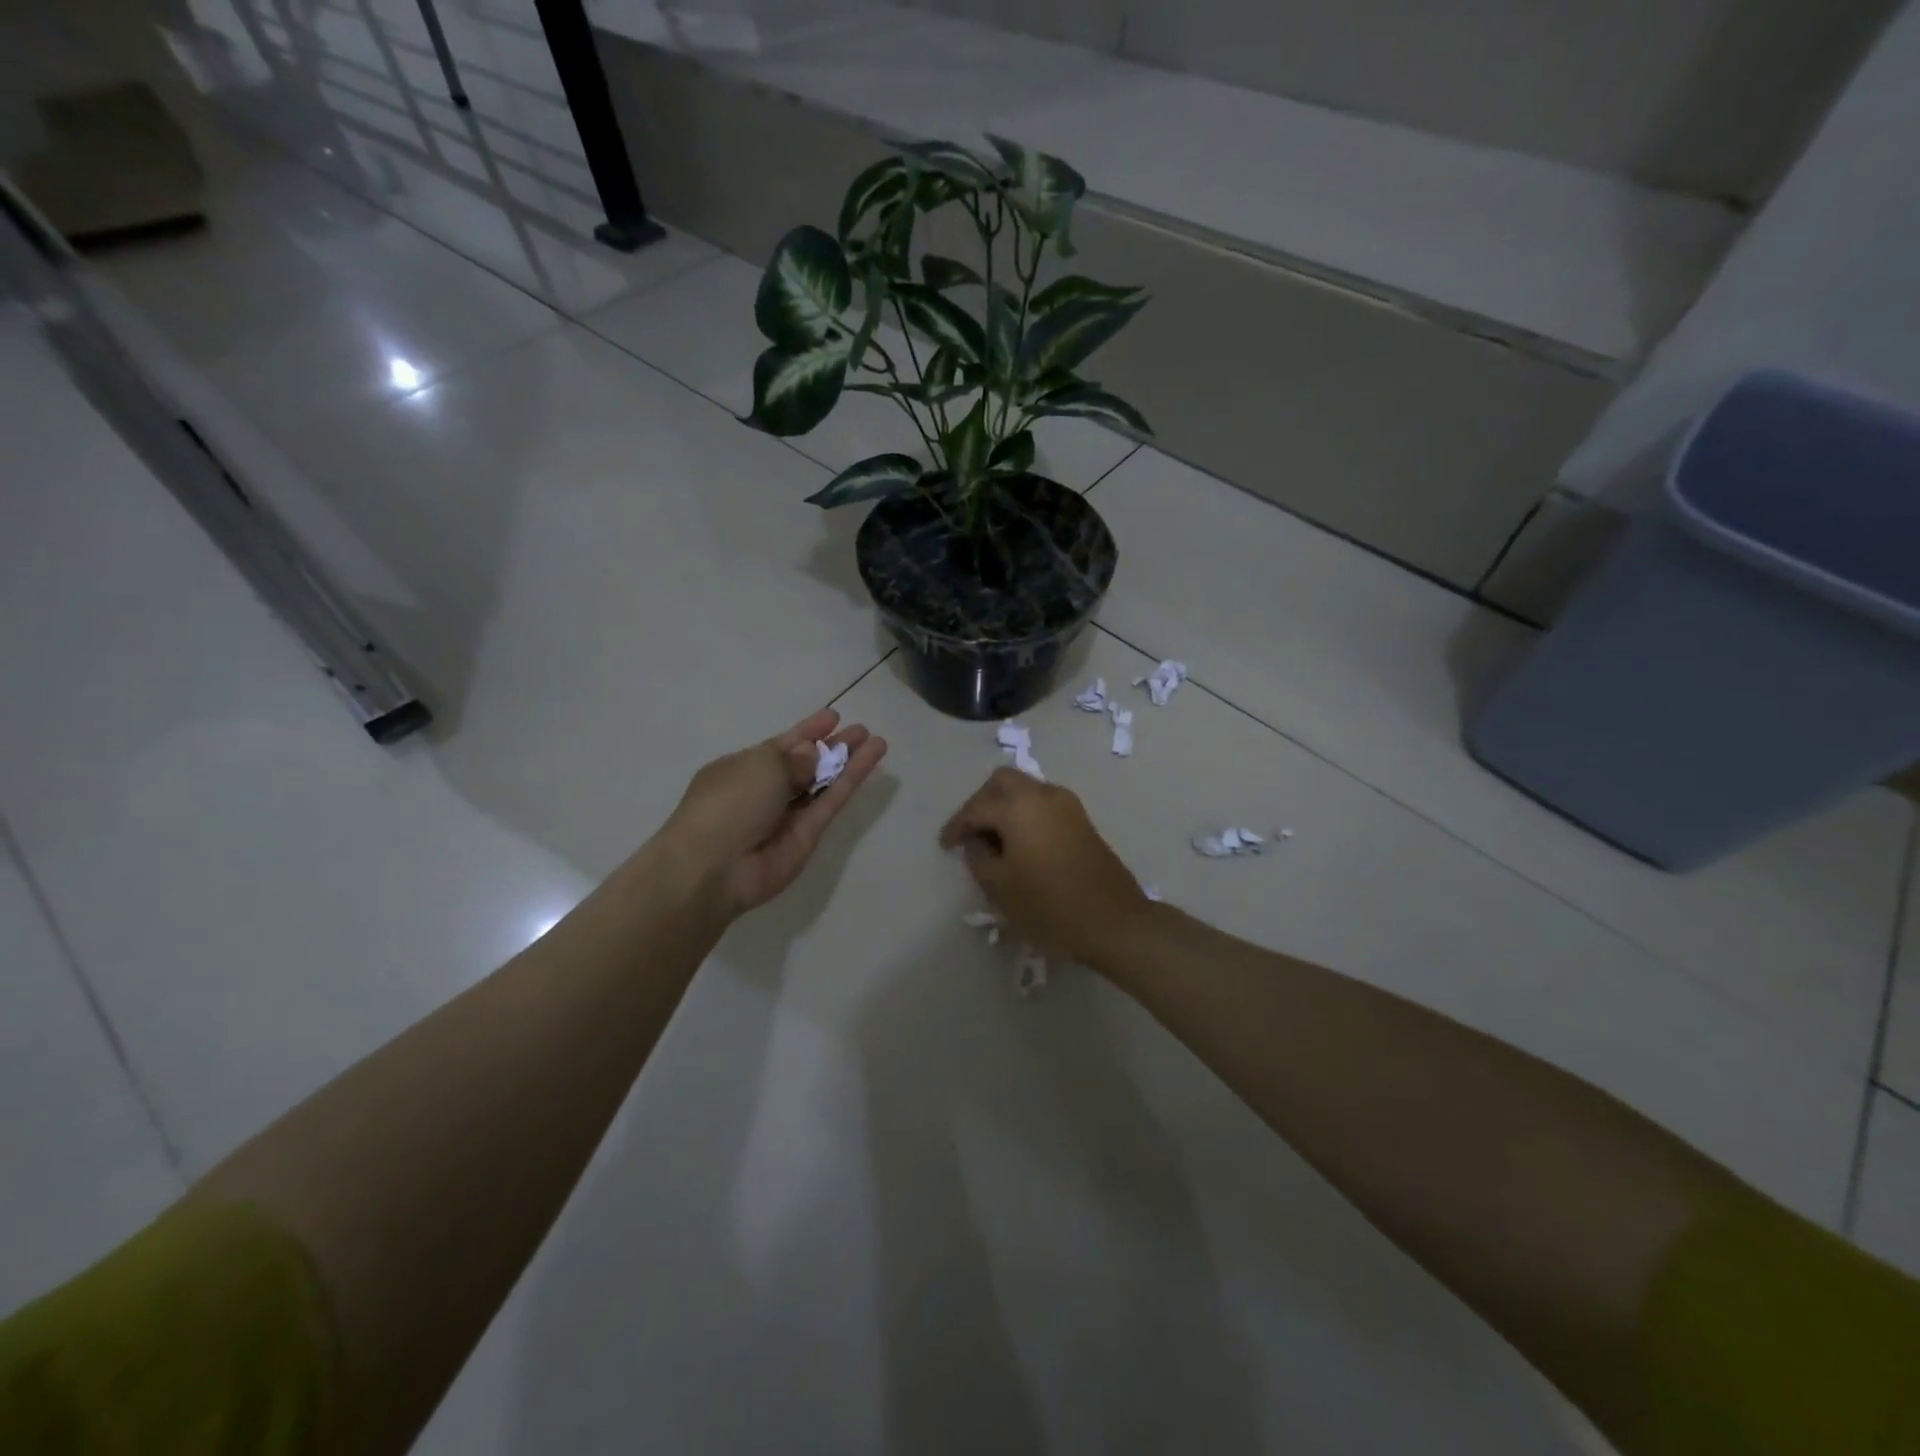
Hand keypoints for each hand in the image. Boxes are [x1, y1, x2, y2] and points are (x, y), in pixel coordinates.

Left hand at [661, 709, 886, 918]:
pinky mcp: (808, 836)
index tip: (834, 717)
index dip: (808, 731)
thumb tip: (812, 755)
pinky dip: (851, 782)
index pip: (781, 745)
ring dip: (848, 762)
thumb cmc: (728, 803)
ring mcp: (787, 815)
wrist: (715, 868)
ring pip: (823, 783)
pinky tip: (870, 760)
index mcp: (742, 769)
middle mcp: (765, 790)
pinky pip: (830, 802)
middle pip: (806, 764)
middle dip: (832, 746)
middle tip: (861, 731)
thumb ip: (794, 759)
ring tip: (877, 742)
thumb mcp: (761, 766)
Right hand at [939, 767, 1151, 965]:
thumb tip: (976, 841)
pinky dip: (1025, 814)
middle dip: (981, 802)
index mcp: (1018, 807)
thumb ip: (978, 857)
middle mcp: (1043, 795)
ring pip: (1026, 789)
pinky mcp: (1082, 821)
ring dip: (1005, 806)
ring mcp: (1067, 805)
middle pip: (1003, 782)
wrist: (1115, 922)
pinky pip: (1043, 804)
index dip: (956, 826)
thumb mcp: (1000, 887)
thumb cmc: (1050, 906)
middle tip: (969, 832)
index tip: (945, 846)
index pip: (975, 808)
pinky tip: (1019, 843)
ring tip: (993, 840)